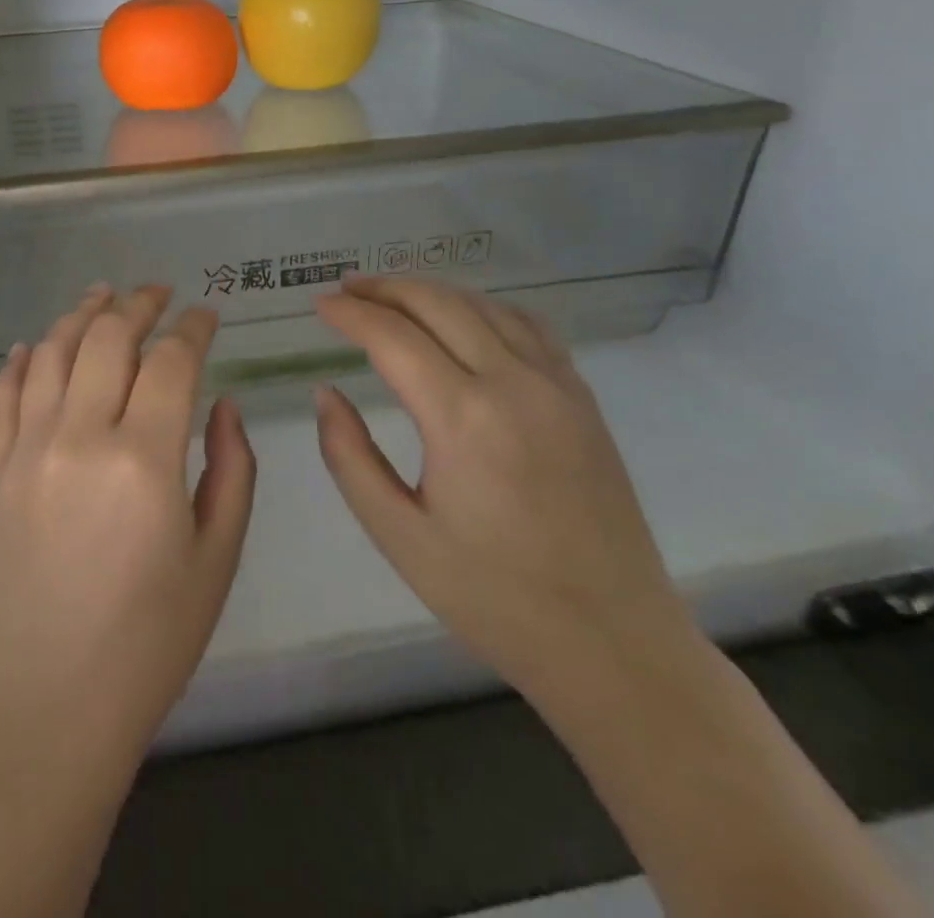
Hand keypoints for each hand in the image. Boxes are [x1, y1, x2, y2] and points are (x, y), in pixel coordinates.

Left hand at [0, 284, 256, 762]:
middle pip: (108, 339)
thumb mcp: (216, 559)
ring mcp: (28, 451)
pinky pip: (7, 396)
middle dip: (139, 305)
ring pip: (54, 353)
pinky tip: (38, 345)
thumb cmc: (150, 642)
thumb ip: (231, 469)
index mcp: (143, 461)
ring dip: (82, 315)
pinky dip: (25, 360)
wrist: (50, 707)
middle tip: (159, 293)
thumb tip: (222, 405)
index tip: (207, 314)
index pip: (172, 362)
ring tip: (103, 295)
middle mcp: (79, 438)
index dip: (193, 328)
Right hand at [314, 276, 690, 697]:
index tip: (319, 305)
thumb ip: (350, 457)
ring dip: (432, 292)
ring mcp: (557, 386)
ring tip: (393, 296)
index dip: (350, 314)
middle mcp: (512, 384)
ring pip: (485, 306)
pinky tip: (466, 318)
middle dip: (385, 289)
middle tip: (347, 289)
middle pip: (439, 304)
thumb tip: (326, 394)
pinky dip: (484, 307)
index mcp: (462, 418)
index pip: (393, 336)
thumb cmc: (494, 597)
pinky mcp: (583, 400)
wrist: (614, 644)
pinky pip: (528, 326)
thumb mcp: (399, 537)